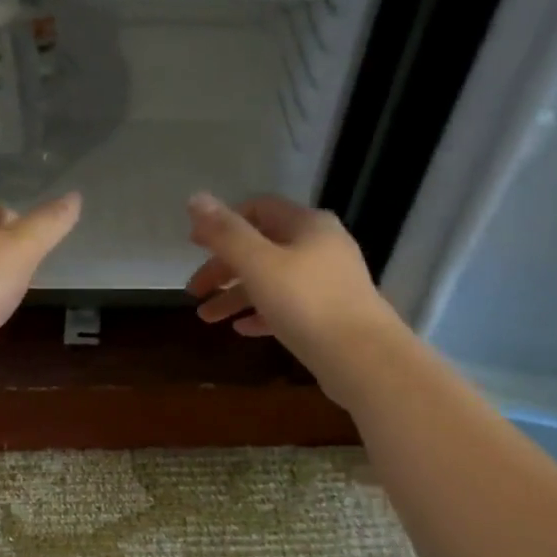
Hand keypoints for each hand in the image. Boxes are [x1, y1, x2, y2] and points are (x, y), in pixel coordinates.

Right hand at [185, 192, 401, 393]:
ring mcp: (328, 282)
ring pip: (273, 280)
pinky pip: (288, 306)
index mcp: (307, 225)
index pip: (258, 209)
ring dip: (237, 296)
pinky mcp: (330, 314)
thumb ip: (226, 233)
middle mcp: (321, 246)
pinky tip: (241, 329)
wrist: (363, 358)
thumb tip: (195, 198)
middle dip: (224, 268)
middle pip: (262, 248)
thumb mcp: (259, 264)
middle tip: (194, 291)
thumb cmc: (307, 303)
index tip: (194, 245)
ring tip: (207, 318)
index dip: (223, 224)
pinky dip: (262, 313)